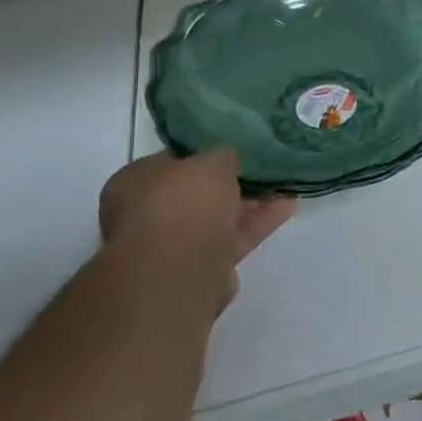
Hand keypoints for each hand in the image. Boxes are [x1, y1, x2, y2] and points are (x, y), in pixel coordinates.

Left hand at [98, 150, 293, 310]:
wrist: (180, 271)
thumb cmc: (184, 203)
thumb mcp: (212, 161)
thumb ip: (223, 155)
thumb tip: (229, 157)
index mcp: (134, 182)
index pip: (172, 161)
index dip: (204, 153)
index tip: (233, 149)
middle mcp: (146, 214)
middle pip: (196, 193)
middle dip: (230, 183)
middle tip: (261, 169)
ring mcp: (172, 245)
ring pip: (217, 218)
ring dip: (249, 204)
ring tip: (283, 187)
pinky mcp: (200, 268)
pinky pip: (232, 239)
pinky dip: (257, 224)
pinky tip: (286, 208)